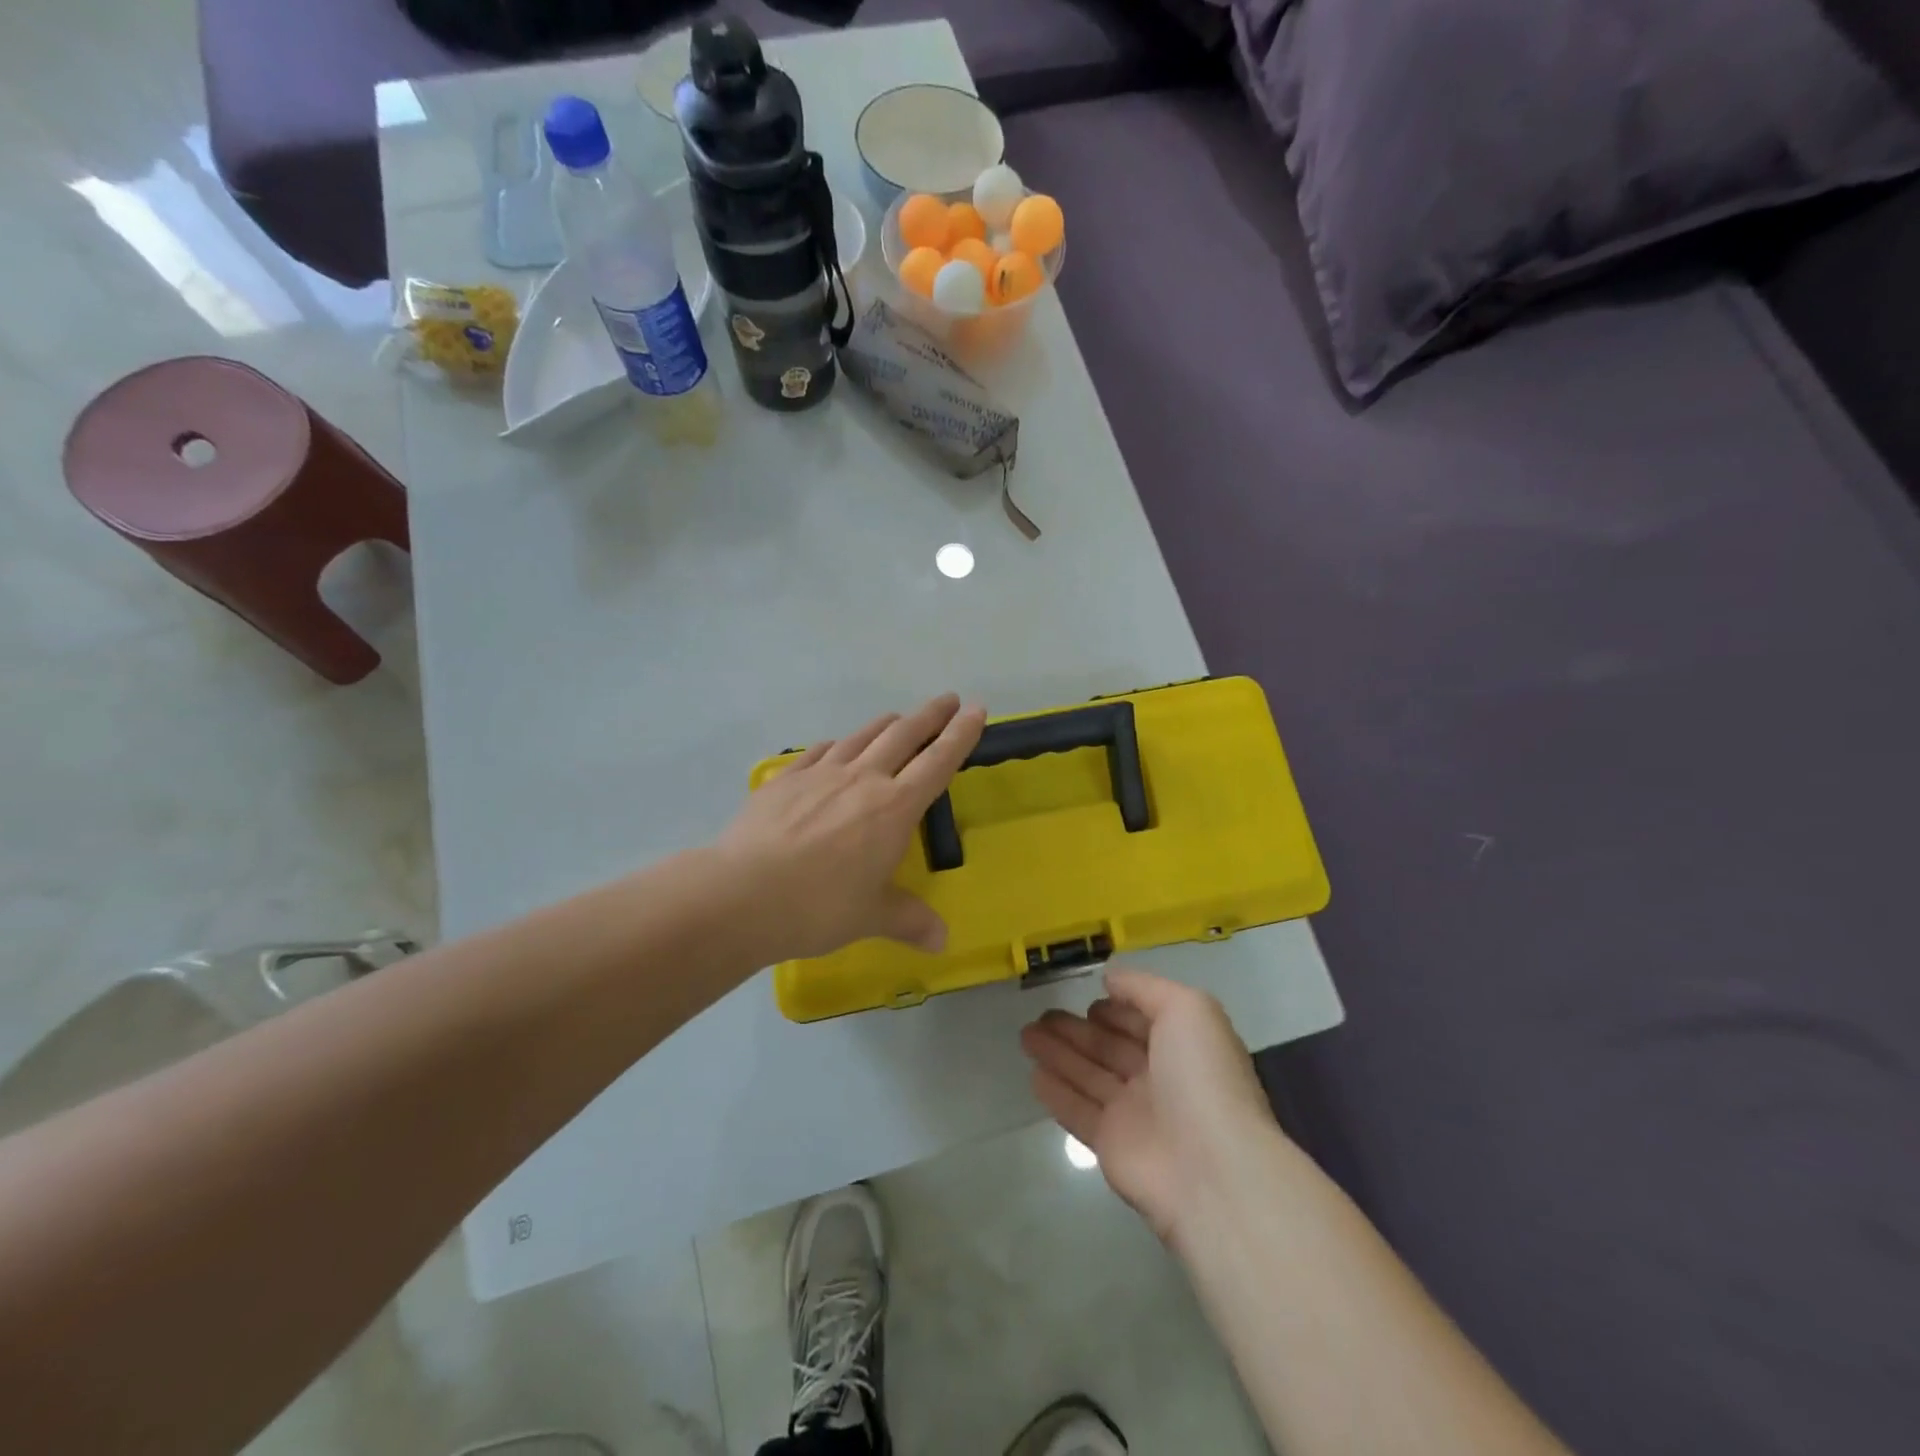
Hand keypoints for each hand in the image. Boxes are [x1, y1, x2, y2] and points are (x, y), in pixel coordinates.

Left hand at [718, 694, 985, 961]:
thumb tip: (942, 942)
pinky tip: (836, 747)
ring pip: (862, 737)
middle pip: (903, 736)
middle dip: (930, 715)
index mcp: (893, 808)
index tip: (976, 709)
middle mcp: (862, 780)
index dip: (961, 734)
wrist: (742, 893)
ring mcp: (820, 774)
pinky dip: (837, 745)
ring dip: (886, 724)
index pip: (937, 762)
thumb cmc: (818, 906)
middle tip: (947, 699)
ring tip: (898, 717)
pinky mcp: (785, 780)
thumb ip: (909, 921)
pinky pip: (819, 752)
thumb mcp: (871, 917)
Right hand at [1021, 969, 1278, 1243]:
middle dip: (1077, 1029)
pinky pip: (1078, 1111)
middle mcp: (1161, 1077)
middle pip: (1110, 1047)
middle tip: (1042, 1014)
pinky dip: (1056, 1092)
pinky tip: (1033, 1075)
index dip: (1118, 1009)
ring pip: (1089, 1075)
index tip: (1088, 997)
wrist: (1211, 1170)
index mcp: (1185, 1045)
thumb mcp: (1186, 1008)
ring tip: (1025, 1034)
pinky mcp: (1110, 1145)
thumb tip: (1110, 978)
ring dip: (1058, 1054)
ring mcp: (1135, 1113)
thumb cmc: (1201, 1077)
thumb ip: (1144, 987)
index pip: (1144, 1020)